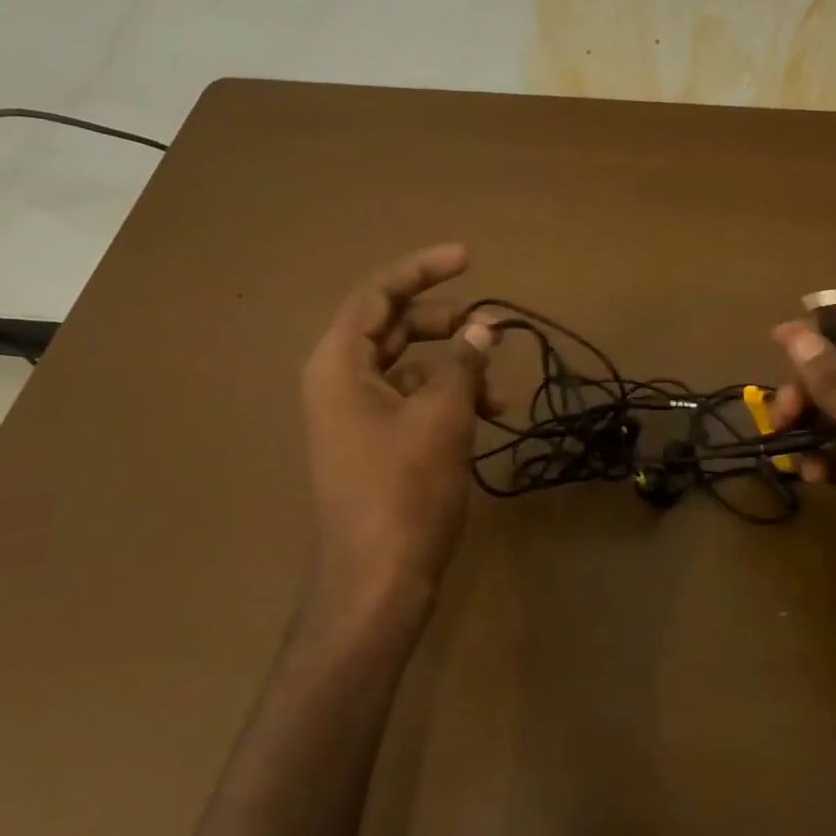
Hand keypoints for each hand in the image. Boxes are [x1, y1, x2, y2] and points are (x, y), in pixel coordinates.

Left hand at [302, 244, 493, 614]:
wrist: (378, 578)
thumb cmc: (406, 488)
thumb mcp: (443, 415)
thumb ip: (463, 362)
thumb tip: (482, 327)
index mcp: (338, 364)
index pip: (377, 295)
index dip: (422, 270)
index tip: (468, 258)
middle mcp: (338, 382)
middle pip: (391, 328)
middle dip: (443, 323)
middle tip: (486, 327)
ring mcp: (354, 416)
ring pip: (406, 367)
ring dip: (453, 369)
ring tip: (496, 390)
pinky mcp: (372, 445)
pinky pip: (410, 401)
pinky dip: (445, 400)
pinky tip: (482, 416)